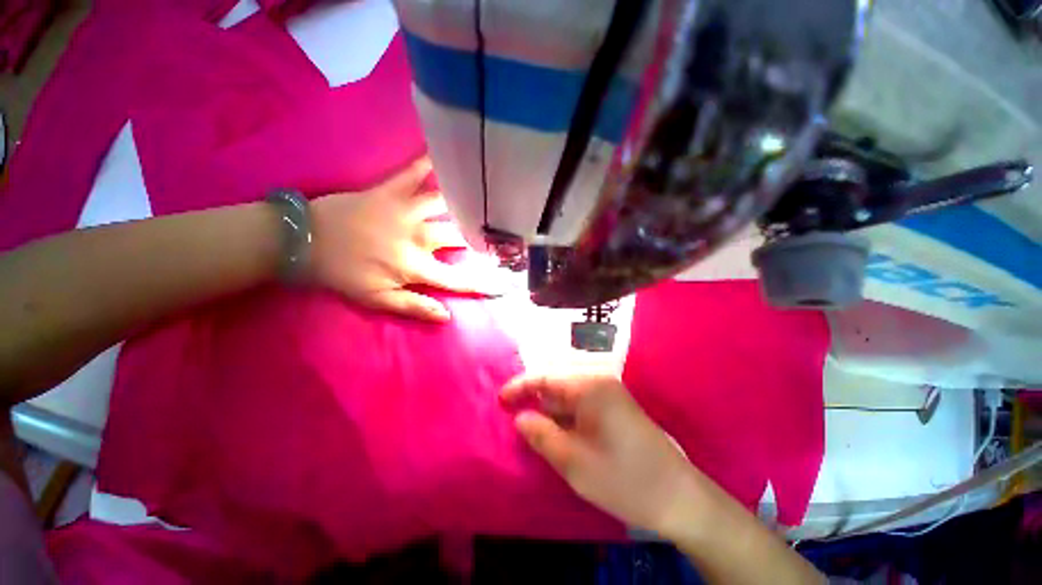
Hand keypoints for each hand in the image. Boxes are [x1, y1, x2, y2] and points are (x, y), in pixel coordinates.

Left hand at [310, 157, 491, 321]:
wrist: (304, 241)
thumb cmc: (343, 274)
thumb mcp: (377, 300)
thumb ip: (414, 307)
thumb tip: (447, 316)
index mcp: (416, 266)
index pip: (458, 279)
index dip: (483, 284)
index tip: (505, 285)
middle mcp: (418, 237)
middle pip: (459, 236)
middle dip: (482, 237)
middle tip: (501, 233)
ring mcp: (405, 210)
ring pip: (445, 203)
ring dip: (466, 201)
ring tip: (485, 196)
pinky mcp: (389, 190)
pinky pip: (412, 172)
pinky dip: (428, 161)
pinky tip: (445, 151)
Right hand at [500, 373, 696, 534]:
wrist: (679, 498)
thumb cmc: (624, 479)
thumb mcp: (574, 461)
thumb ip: (541, 435)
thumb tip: (520, 417)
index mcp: (589, 387)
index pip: (545, 378)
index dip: (520, 387)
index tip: (500, 400)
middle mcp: (599, 383)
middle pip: (556, 385)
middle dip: (534, 400)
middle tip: (512, 417)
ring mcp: (609, 395)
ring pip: (568, 397)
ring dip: (549, 411)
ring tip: (530, 427)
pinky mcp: (615, 409)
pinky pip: (582, 407)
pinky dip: (565, 418)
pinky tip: (557, 433)